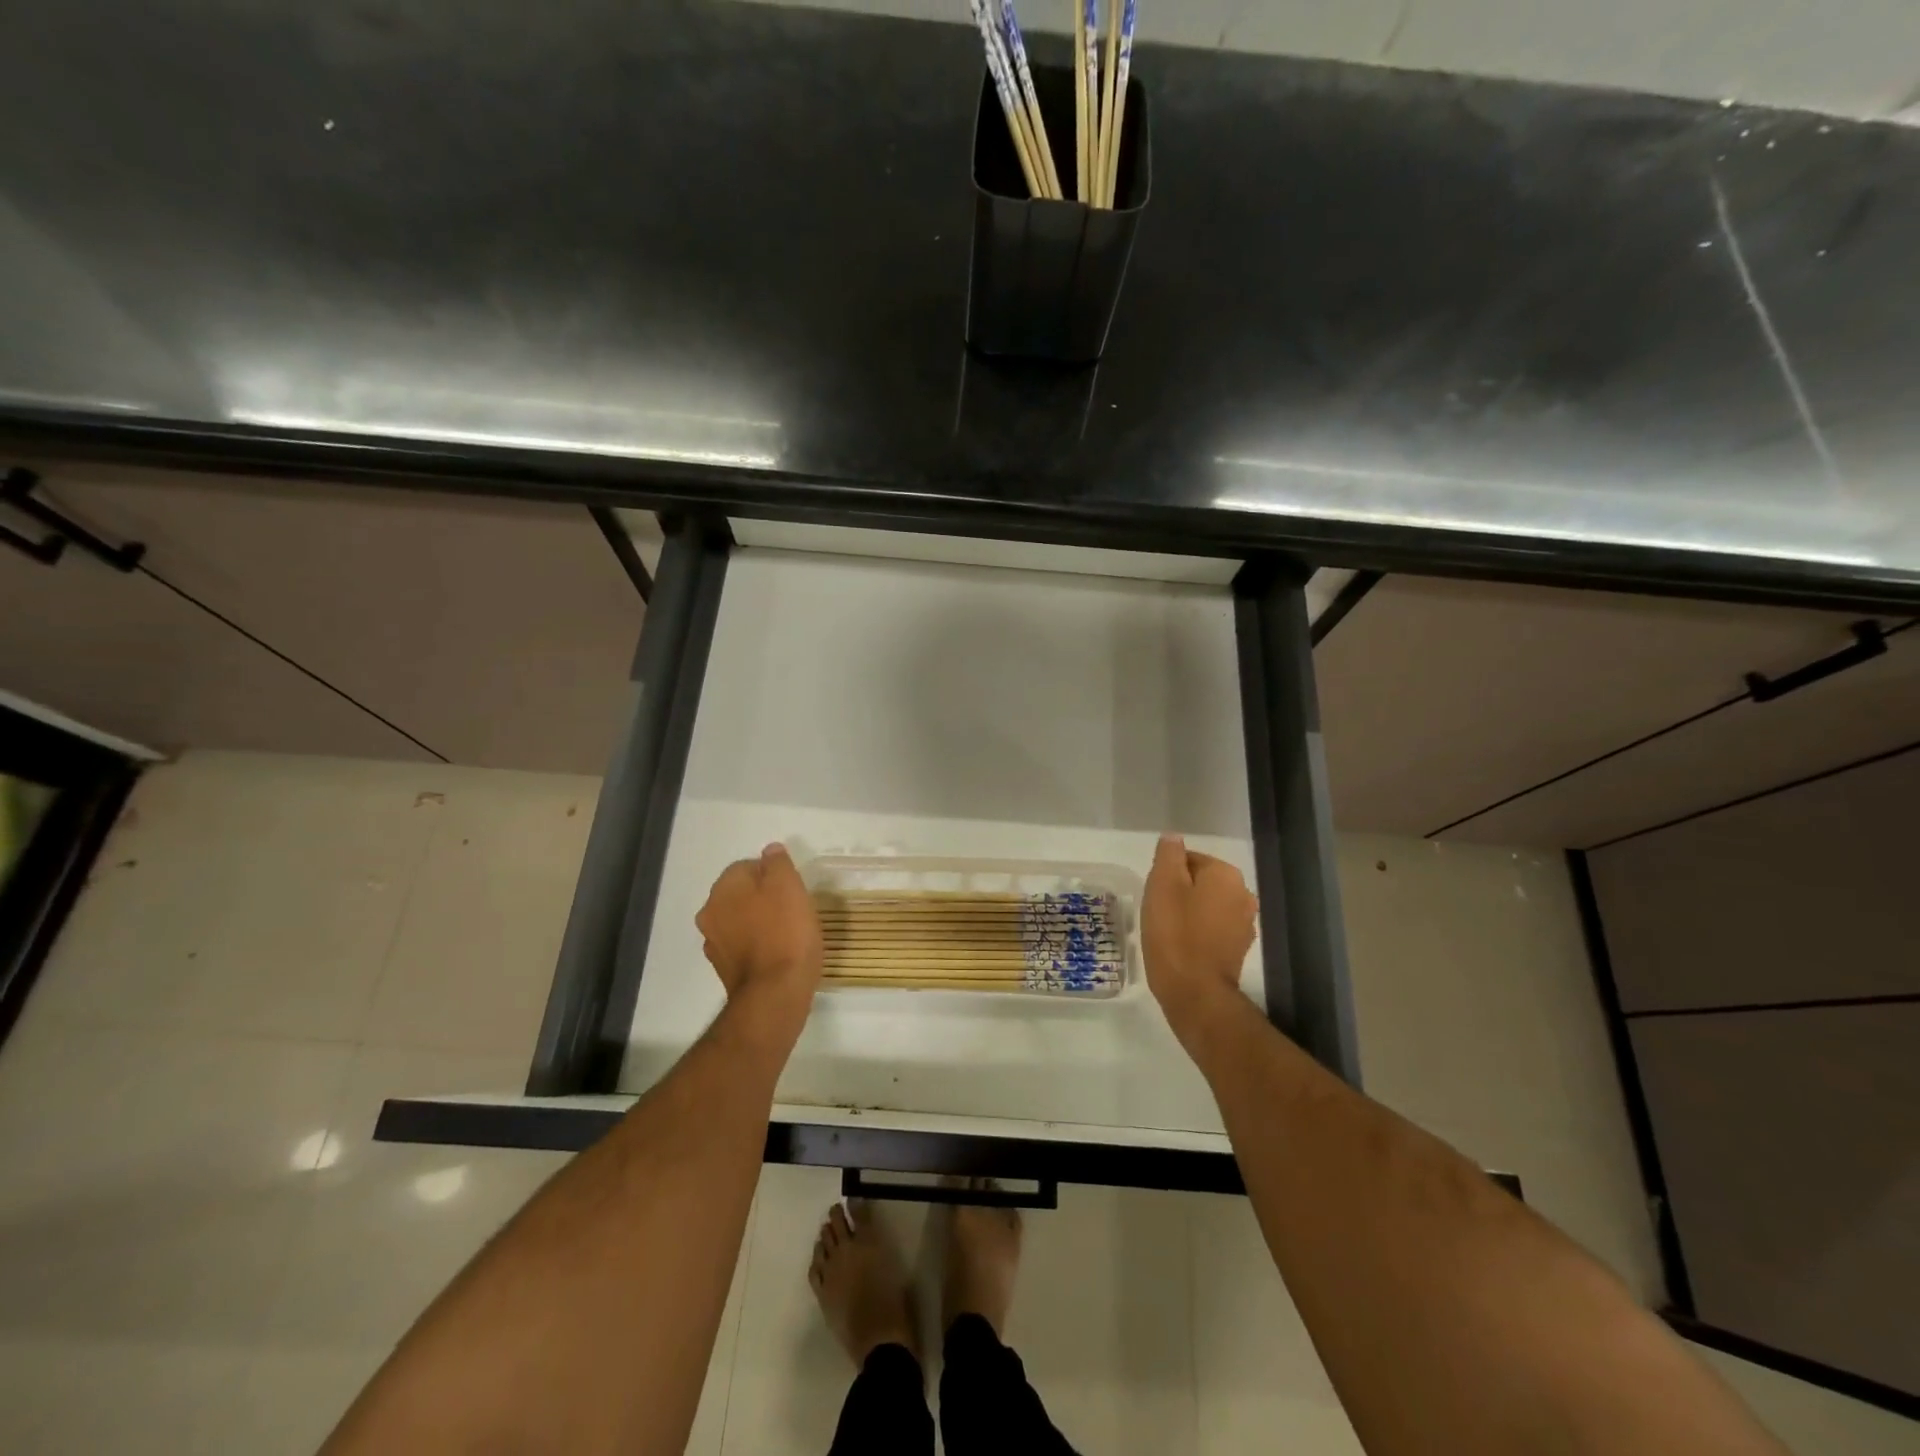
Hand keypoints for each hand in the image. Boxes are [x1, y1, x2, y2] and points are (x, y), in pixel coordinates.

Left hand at [696, 844, 822, 1028]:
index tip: (793, 888)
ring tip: (790, 932)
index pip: (746, 866)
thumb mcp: (789, 886)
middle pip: (741, 894)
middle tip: (793, 907)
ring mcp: (715, 944)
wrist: (775, 994)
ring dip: (760, 921)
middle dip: (763, 897)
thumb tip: (770, 851)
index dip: (773, 873)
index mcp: (723, 890)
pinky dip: (758, 944)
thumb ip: (777, 863)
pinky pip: (744, 945)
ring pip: (741, 920)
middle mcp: (710, 914)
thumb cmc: (786, 932)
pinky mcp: (725, 970)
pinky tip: (780, 952)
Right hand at [1142, 834, 1256, 1038]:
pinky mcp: (1238, 949)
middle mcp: (1243, 894)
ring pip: (1207, 905)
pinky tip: (1181, 946)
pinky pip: (1213, 928)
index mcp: (1226, 874)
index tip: (1154, 894)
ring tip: (1167, 930)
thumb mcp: (1162, 885)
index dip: (1166, 874)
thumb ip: (1169, 855)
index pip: (1189, 859)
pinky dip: (1198, 932)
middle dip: (1179, 892)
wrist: (1195, 992)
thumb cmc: (1174, 933)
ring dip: (1189, 912)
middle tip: (1158, 911)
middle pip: (1201, 881)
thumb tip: (1173, 838)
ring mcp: (1245, 924)